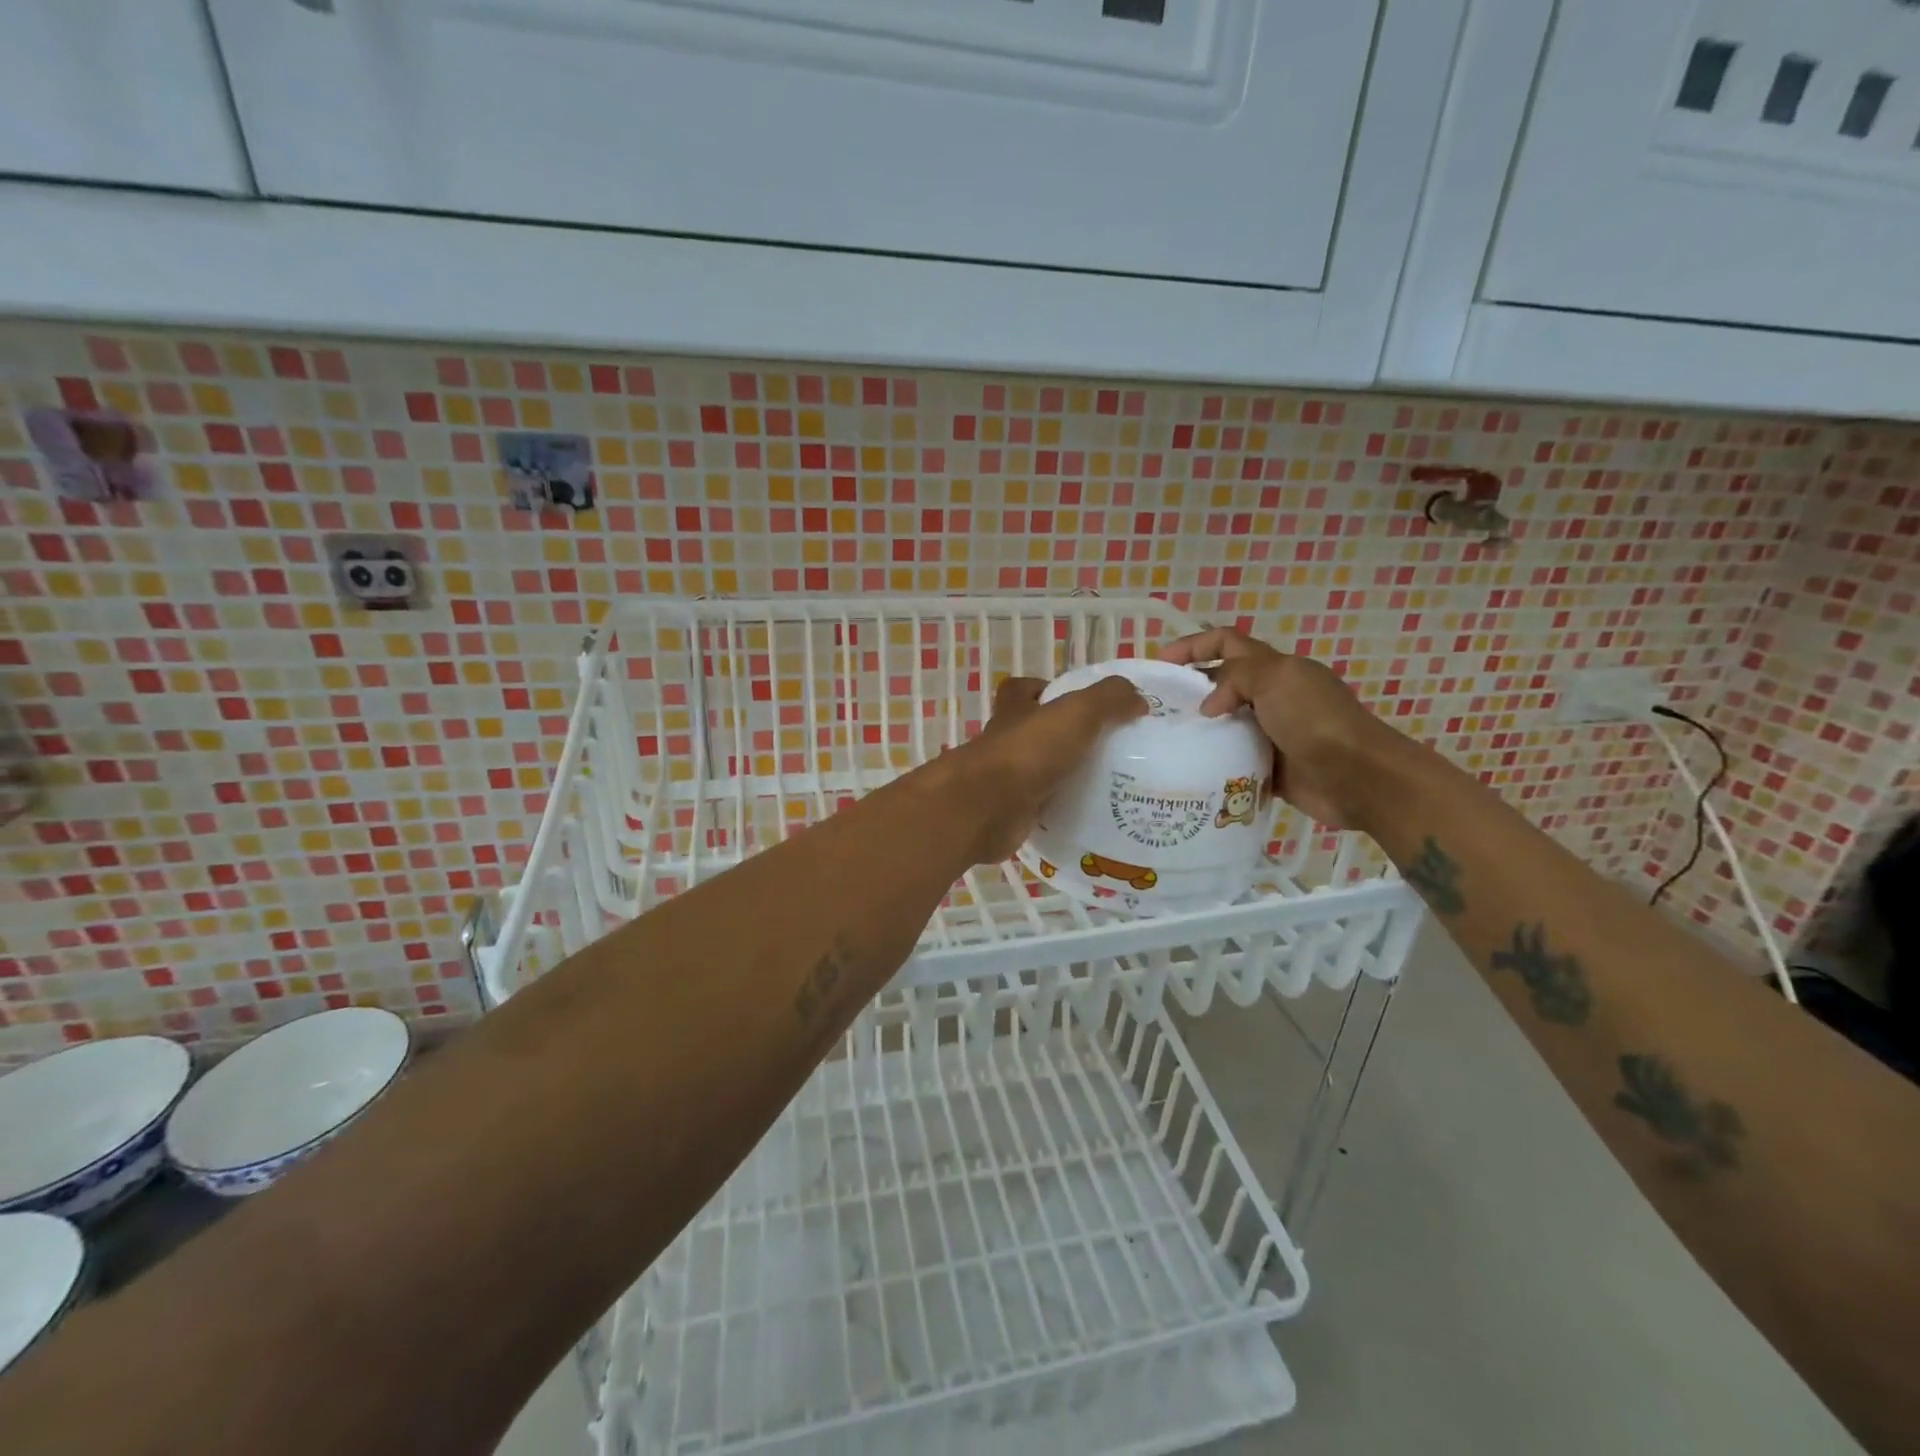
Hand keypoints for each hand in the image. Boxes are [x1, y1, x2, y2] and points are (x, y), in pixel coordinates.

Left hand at [950, 674, 1145, 863]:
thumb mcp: (1076, 713)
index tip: (1079, 703)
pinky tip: (1091, 816)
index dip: (1045, 690)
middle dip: (1063, 739)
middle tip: (1106, 748)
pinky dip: (1061, 811)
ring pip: (1038, 772)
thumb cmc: (1028, 752)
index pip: (1021, 690)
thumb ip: (1108, 699)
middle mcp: (1005, 742)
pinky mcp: (1010, 813)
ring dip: (1065, 777)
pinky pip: (1041, 808)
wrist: (987, 809)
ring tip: (1109, 784)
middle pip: (1033, 733)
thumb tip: (1137, 698)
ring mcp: (1005, 780)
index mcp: (1014, 711)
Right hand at [1161, 627, 1407, 829]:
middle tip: (1155, 706)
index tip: (1161, 662)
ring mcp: (1271, 733)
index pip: (1227, 643)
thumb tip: (1208, 706)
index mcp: (1276, 668)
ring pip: (1225, 723)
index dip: (1194, 645)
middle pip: (1223, 683)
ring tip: (1163, 739)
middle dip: (1190, 688)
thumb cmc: (1316, 721)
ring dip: (1198, 728)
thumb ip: (1235, 677)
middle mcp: (1272, 696)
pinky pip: (1233, 759)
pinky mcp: (1269, 767)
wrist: (1357, 777)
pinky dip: (1213, 761)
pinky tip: (1188, 768)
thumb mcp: (1276, 679)